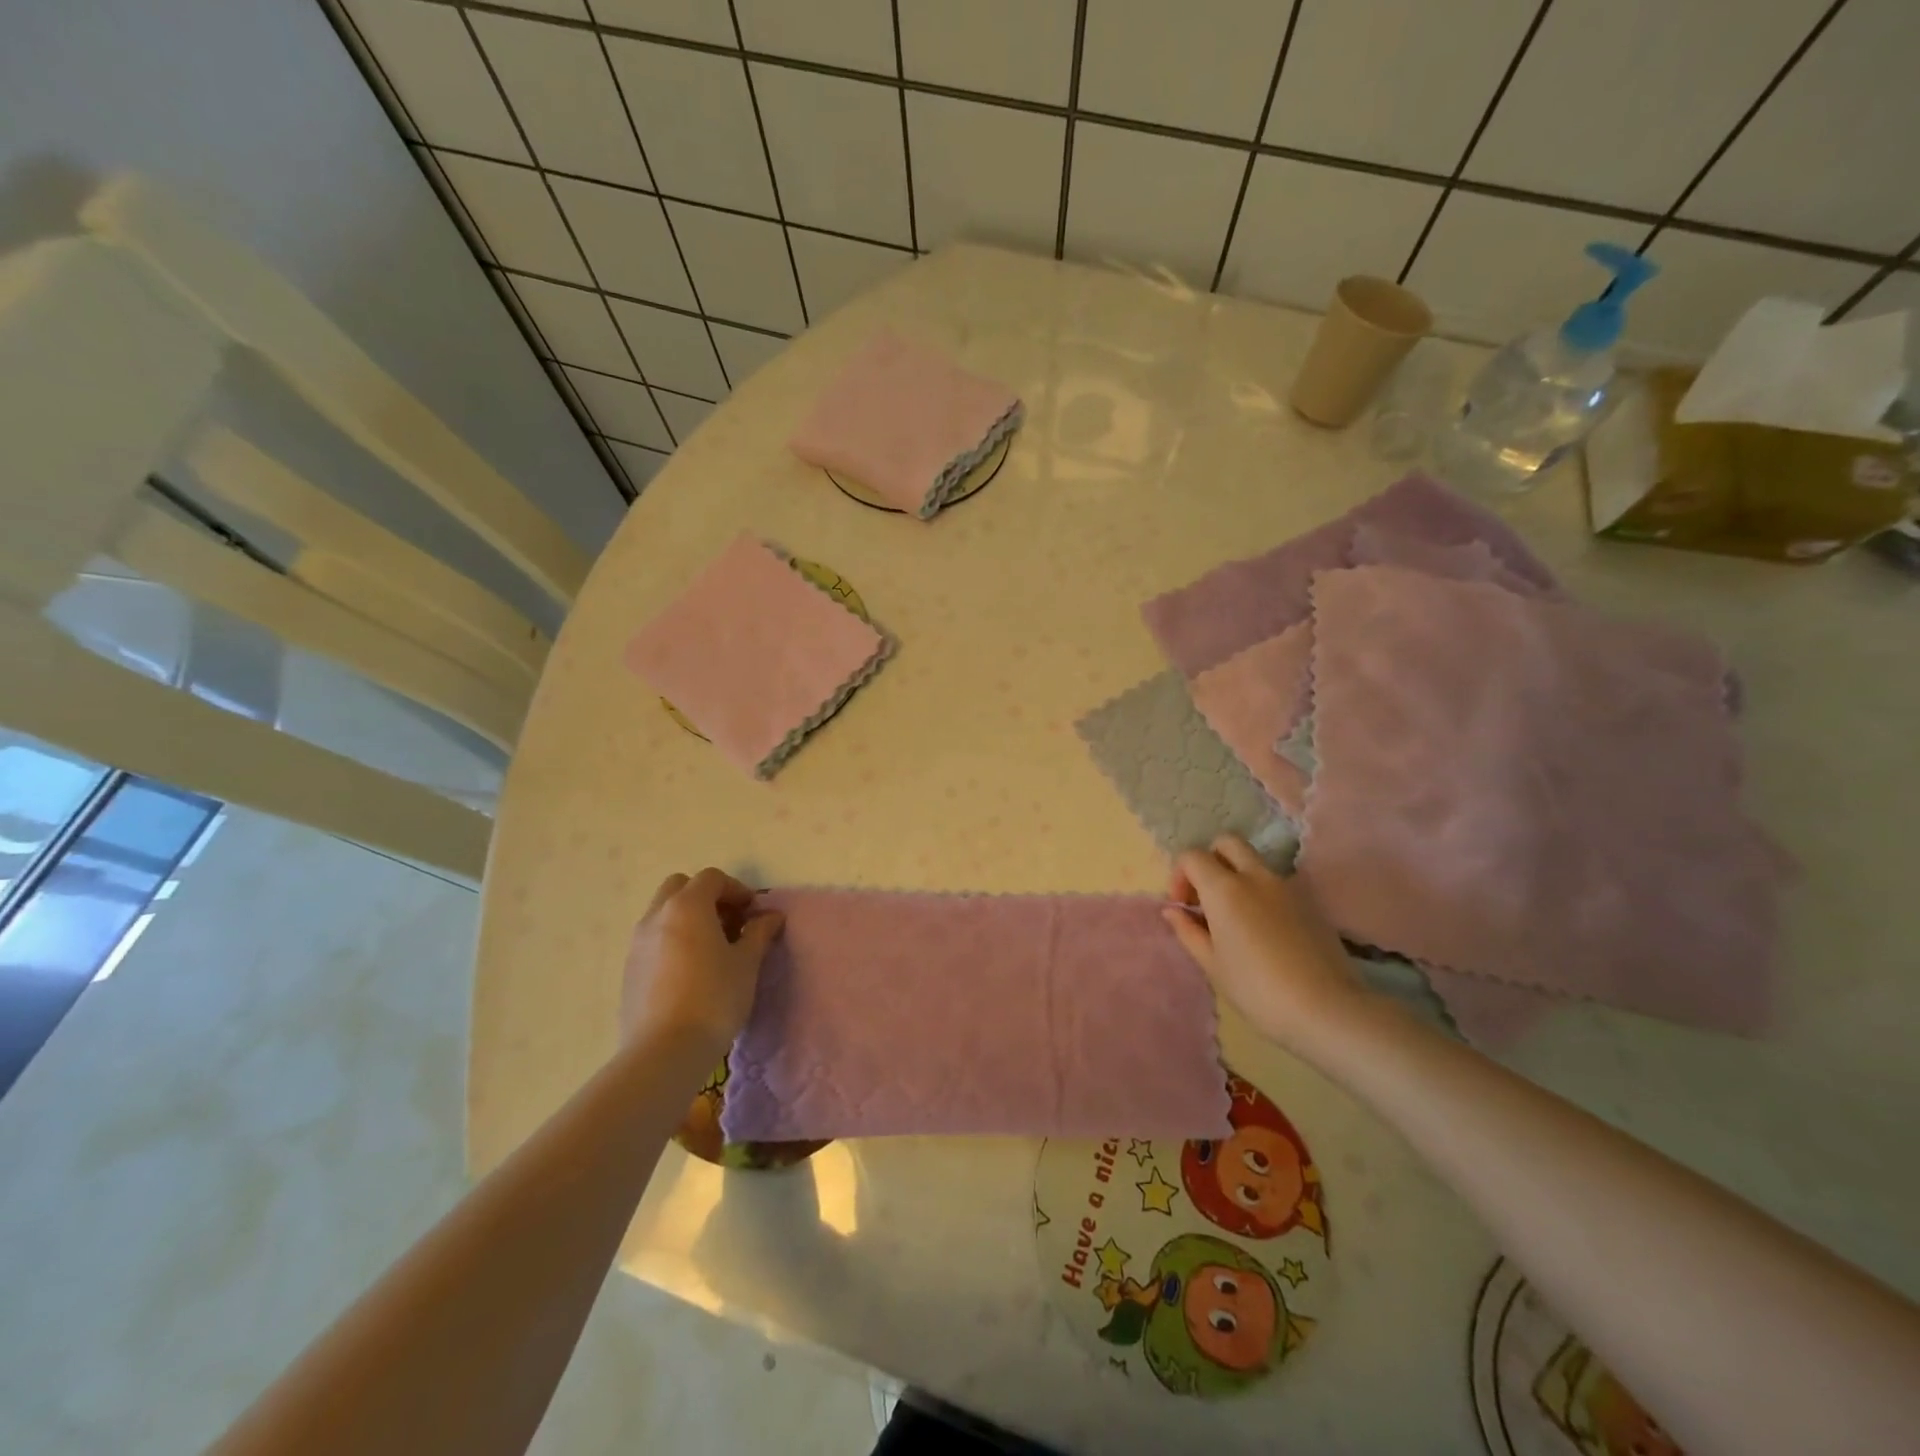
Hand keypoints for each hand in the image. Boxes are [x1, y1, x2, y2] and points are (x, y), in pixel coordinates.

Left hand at [621, 869, 784, 1053]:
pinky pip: (653, 939)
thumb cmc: (714, 998)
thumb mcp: (747, 963)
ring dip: (688, 918)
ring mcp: (637, 943)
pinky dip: (673, 940)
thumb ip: (759, 933)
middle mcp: (656, 916)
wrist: (664, 1051)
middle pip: (680, 887)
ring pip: (663, 913)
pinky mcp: (629, 969)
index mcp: (687, 906)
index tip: (754, 913)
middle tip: (730, 923)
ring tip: (712, 949)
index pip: (712, 878)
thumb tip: (771, 916)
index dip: (737, 889)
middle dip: (707, 897)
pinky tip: (690, 972)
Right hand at [1162, 836, 1364, 1052]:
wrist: (1326, 1008)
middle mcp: (1255, 876)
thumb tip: (1173, 910)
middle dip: (1210, 860)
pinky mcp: (1309, 902)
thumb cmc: (1257, 989)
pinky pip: (1276, 883)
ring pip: (1254, 861)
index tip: (1183, 907)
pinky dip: (1261, 893)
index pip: (1192, 856)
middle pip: (1227, 842)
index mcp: (1224, 889)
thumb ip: (1188, 931)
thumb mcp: (1212, 964)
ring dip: (1237, 875)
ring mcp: (1286, 886)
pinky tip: (1264, 931)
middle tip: (1206, 896)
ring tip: (1235, 916)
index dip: (1179, 875)